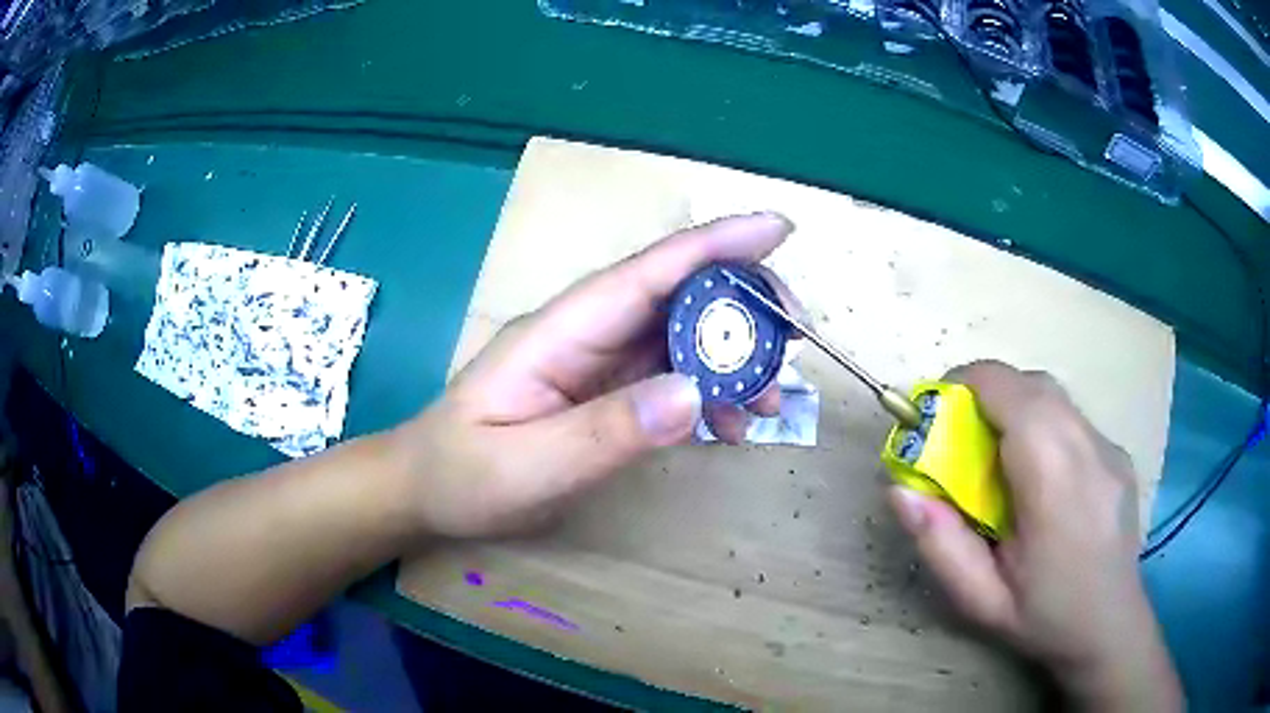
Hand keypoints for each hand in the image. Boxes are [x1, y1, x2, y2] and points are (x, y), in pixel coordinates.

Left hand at [400, 213, 796, 536]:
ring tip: (770, 401)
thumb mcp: (528, 464)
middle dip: (745, 307)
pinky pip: (674, 376)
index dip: (716, 245)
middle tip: (796, 342)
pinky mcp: (609, 391)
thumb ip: (606, 432)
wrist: (429, 490)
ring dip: (736, 359)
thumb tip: (694, 393)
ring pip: (684, 336)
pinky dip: (712, 394)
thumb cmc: (463, 474)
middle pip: (679, 295)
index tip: (779, 229)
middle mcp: (588, 332)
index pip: (648, 272)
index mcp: (561, 330)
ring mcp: (600, 361)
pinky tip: (731, 426)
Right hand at [887, 361, 1181, 709]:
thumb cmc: (1043, 619)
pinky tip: (1039, 476)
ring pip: (1053, 396)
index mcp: (1055, 482)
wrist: (1110, 627)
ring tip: (997, 459)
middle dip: (986, 394)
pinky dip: (1043, 425)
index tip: (934, 414)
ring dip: (1015, 406)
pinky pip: (1071, 418)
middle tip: (959, 439)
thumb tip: (899, 489)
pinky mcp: (1118, 452)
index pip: (1011, 392)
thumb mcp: (980, 600)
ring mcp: (1110, 447)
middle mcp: (1090, 449)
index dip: (965, 386)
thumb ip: (940, 543)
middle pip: (1032, 384)